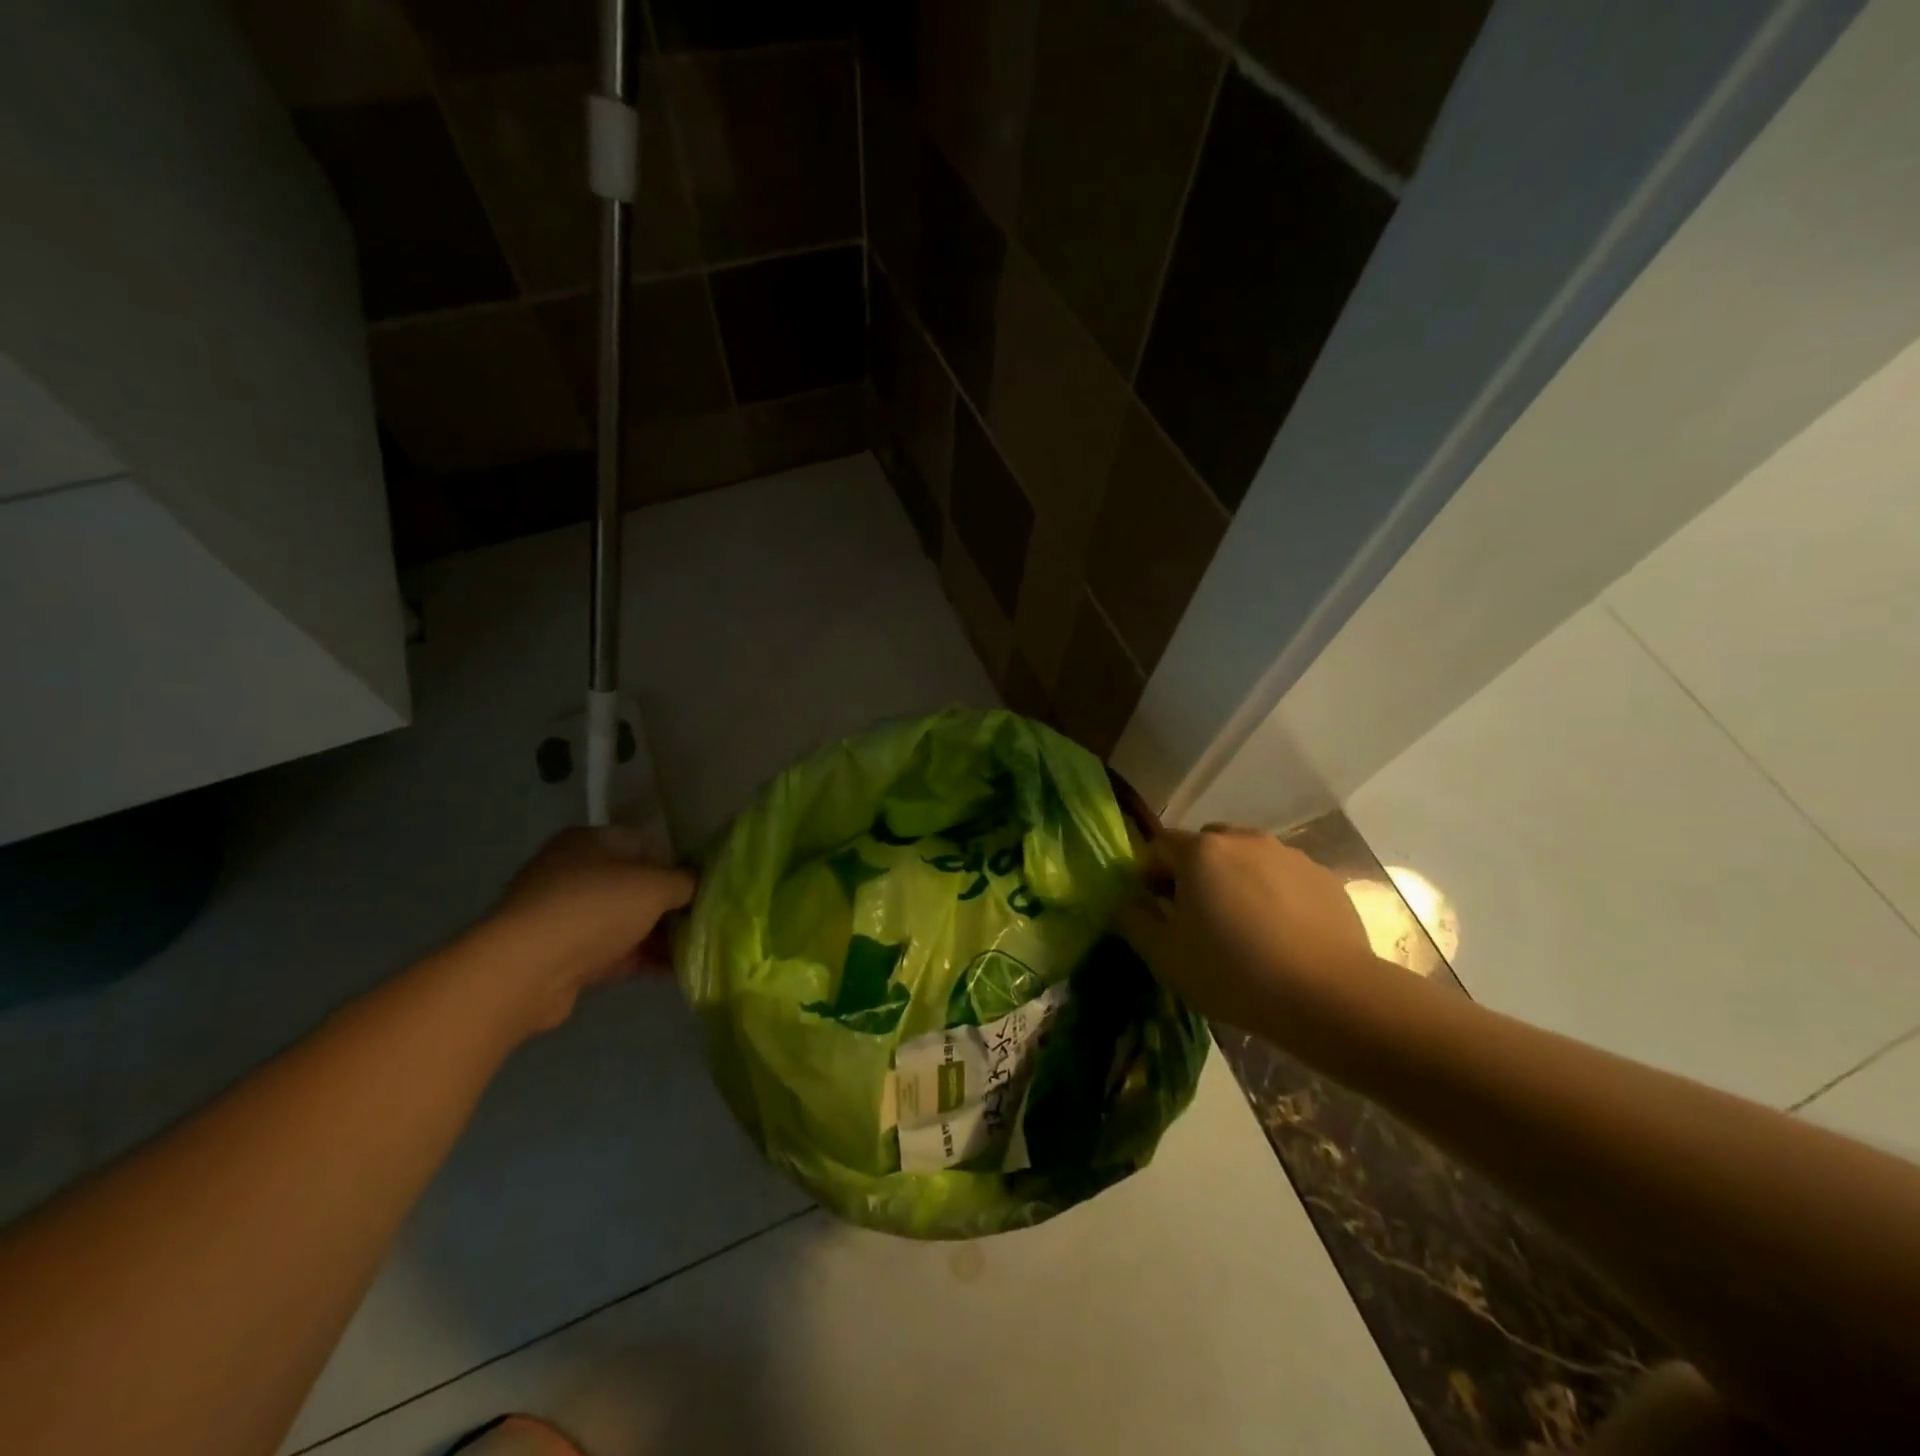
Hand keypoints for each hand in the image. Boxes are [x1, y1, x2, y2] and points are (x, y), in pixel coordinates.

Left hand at [477, 826, 695, 1032]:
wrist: (525, 970)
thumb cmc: (594, 907)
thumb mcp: (655, 885)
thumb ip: (686, 881)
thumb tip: (700, 884)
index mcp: (591, 842)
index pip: (645, 844)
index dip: (677, 863)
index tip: (706, 885)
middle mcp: (575, 873)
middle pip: (636, 886)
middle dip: (672, 905)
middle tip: (708, 919)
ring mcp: (567, 917)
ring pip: (627, 922)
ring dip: (661, 936)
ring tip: (701, 948)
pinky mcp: (565, 957)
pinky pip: (616, 953)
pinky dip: (644, 959)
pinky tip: (678, 971)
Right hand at [1117, 826, 1372, 1029]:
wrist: (1329, 997)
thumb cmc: (1233, 972)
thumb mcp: (1164, 955)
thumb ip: (1133, 919)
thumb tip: (1127, 900)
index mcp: (1199, 851)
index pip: (1158, 849)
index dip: (1149, 877)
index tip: (1157, 912)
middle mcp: (1244, 839)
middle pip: (1204, 848)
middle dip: (1194, 874)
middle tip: (1199, 920)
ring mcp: (1289, 855)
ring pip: (1247, 860)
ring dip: (1236, 883)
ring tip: (1246, 930)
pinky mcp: (1324, 878)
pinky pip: (1283, 878)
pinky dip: (1274, 896)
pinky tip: (1282, 937)